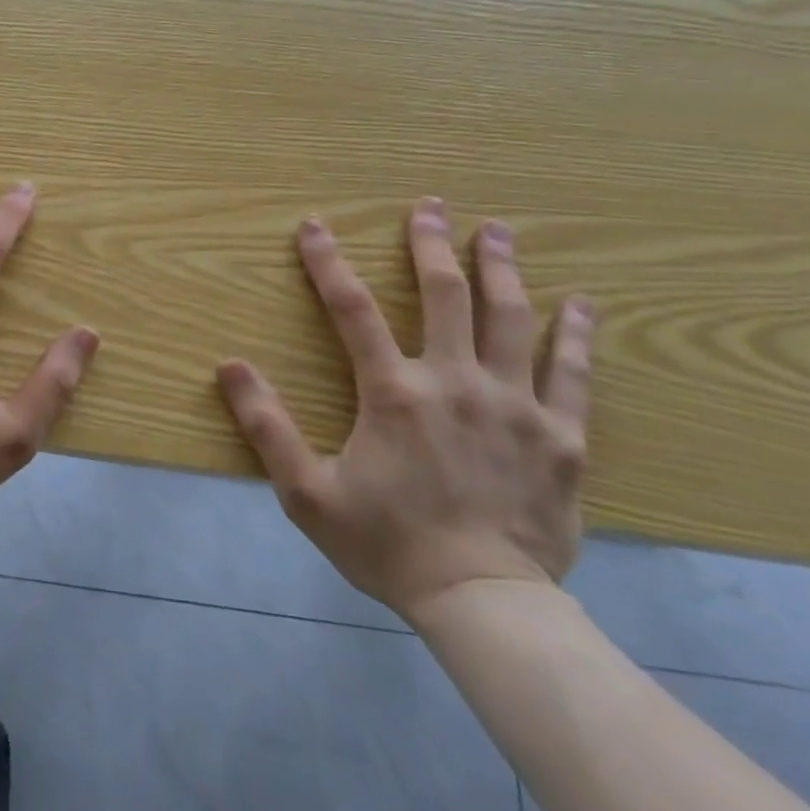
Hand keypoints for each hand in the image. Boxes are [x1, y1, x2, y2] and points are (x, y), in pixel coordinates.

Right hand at [217, 198, 595, 624]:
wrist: (483, 604)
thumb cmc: (387, 544)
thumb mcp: (305, 491)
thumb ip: (266, 425)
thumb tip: (228, 365)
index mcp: (394, 392)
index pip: (352, 308)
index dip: (327, 261)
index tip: (313, 224)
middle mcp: (456, 382)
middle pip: (446, 295)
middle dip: (432, 244)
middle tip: (431, 206)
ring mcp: (515, 405)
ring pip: (511, 319)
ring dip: (502, 268)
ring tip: (498, 231)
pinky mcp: (563, 437)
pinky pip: (572, 373)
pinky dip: (574, 333)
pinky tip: (581, 302)